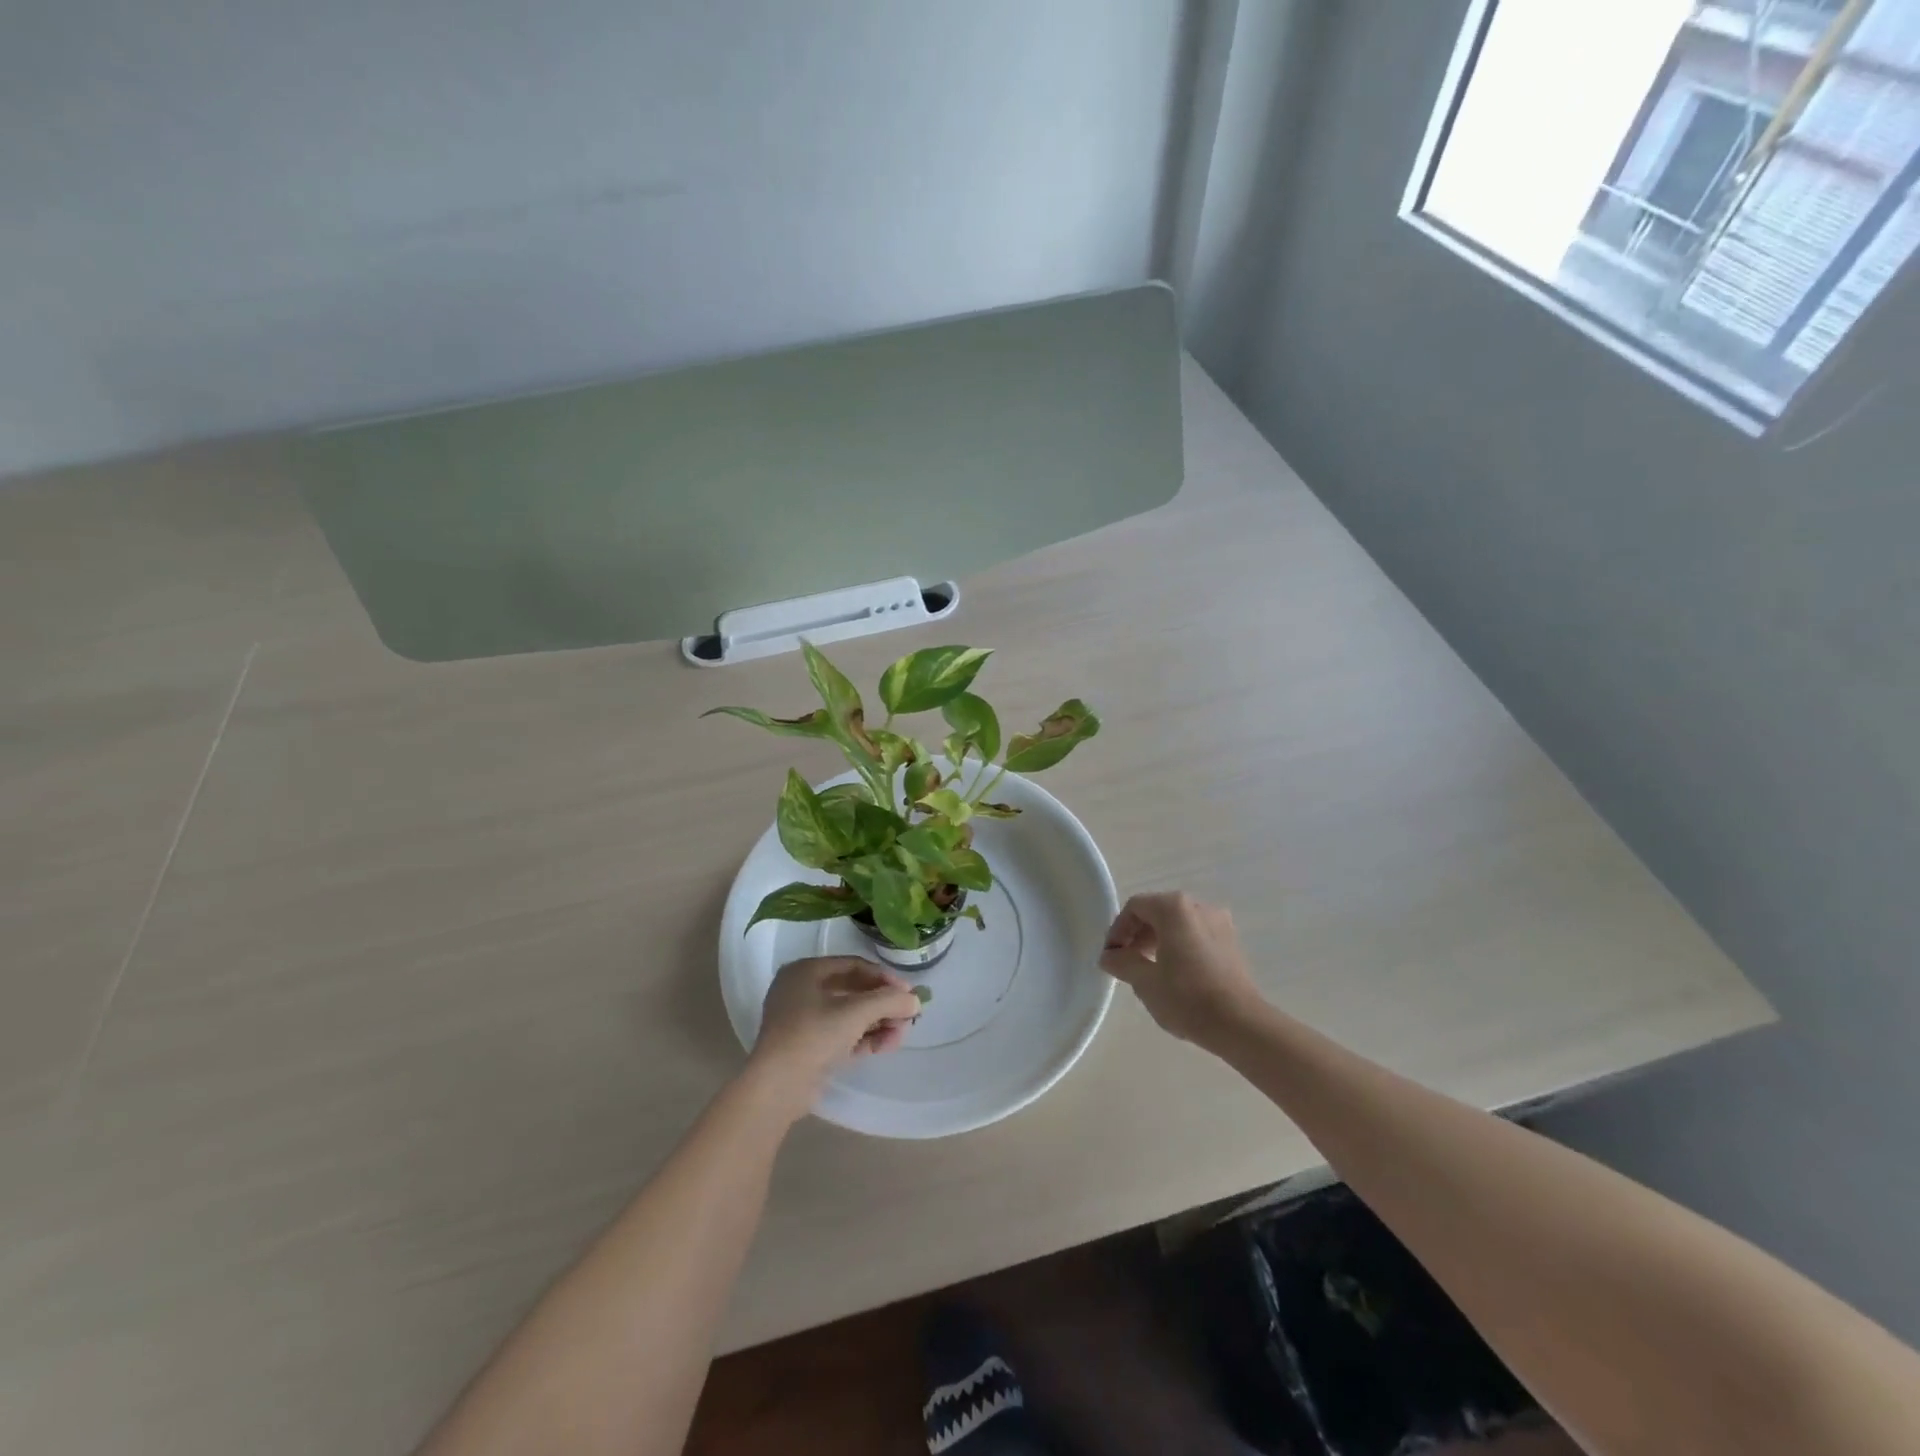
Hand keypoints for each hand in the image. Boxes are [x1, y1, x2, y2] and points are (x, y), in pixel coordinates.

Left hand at [746, 957, 923, 1116]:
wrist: (777, 1086)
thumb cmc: (813, 1035)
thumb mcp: (855, 1012)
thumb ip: (889, 1001)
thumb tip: (915, 1001)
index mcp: (805, 971)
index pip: (853, 965)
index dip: (883, 977)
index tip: (908, 992)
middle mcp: (801, 990)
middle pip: (852, 990)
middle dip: (882, 1004)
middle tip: (908, 1016)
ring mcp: (802, 1020)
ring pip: (848, 1014)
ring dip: (877, 1022)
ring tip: (900, 1035)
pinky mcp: (806, 1046)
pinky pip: (840, 1034)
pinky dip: (863, 1038)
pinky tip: (886, 1045)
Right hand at [1101, 891, 1262, 1047]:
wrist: (1240, 1024)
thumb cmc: (1186, 997)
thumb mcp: (1144, 981)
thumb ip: (1122, 962)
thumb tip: (1109, 956)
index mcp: (1174, 908)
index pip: (1136, 907)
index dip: (1118, 929)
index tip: (1111, 956)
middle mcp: (1198, 906)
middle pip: (1158, 912)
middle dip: (1138, 935)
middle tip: (1127, 963)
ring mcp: (1219, 923)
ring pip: (1178, 924)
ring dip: (1158, 941)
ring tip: (1149, 971)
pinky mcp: (1232, 943)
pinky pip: (1196, 936)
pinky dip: (1180, 947)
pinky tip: (1175, 975)